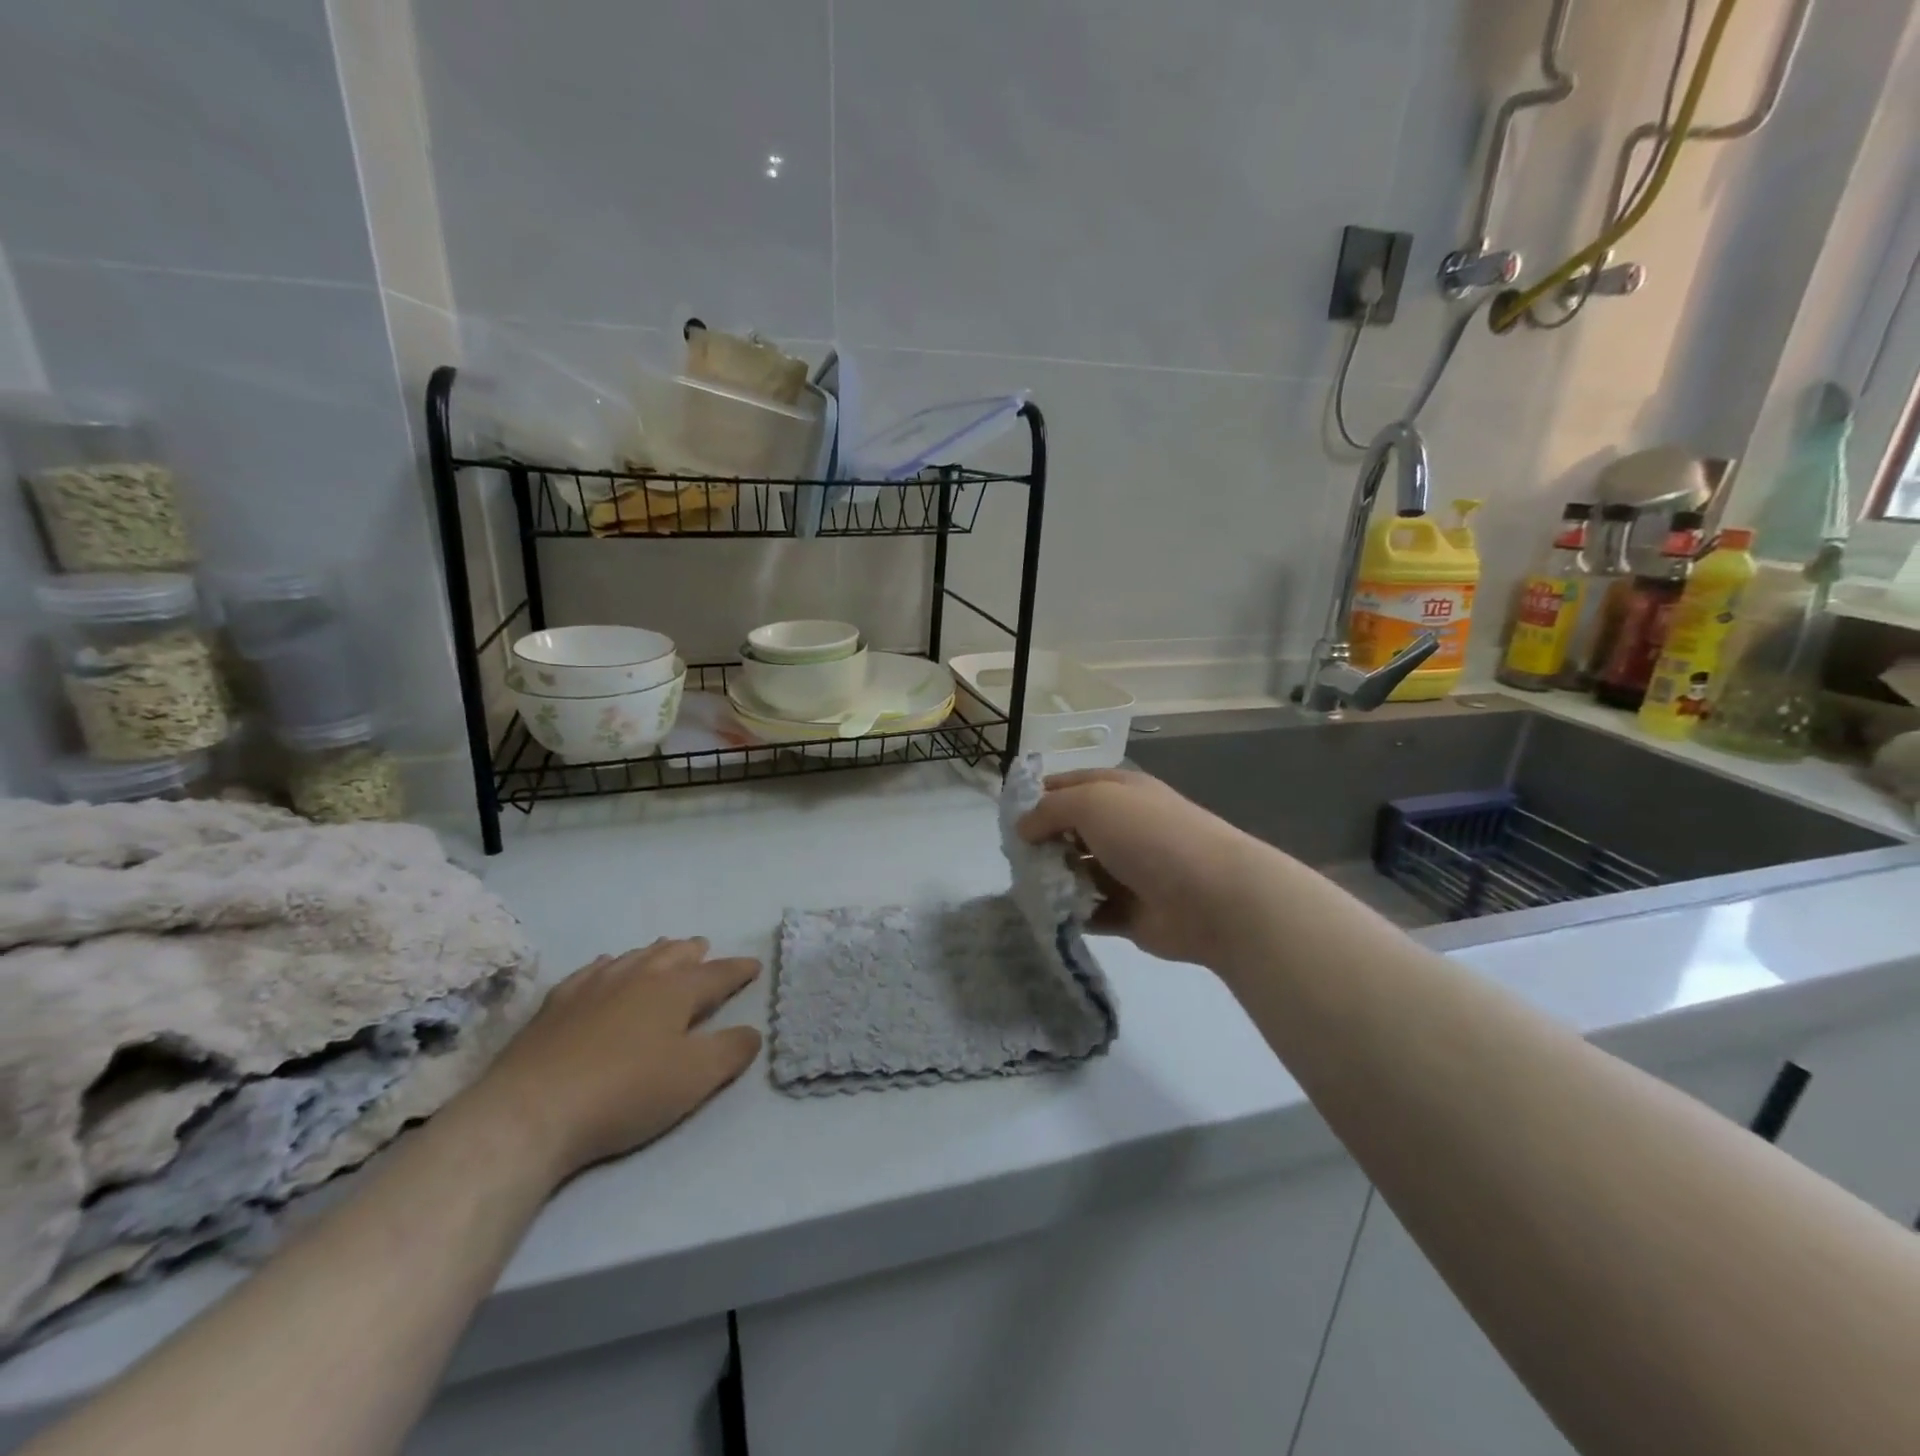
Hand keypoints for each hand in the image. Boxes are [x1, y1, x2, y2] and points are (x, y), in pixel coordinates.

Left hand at [467, 938, 761, 1182]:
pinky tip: (606, 968)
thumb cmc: (625, 1092)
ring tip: (664, 950)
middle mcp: (638, 977)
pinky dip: (609, 965)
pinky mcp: (556, 1004)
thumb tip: (752, 1031)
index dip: (738, 970)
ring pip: (634, 957)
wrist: (530, 1111)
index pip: (716, 974)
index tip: (753, 966)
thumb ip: (730, 1051)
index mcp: (675, 991)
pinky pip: (592, 970)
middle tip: (704, 948)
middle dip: (694, 952)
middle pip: (673, 955)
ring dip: (655, 953)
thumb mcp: (694, 1078)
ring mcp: (593, 986)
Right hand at [1018, 768, 1270, 967]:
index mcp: (1119, 791)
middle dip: (1041, 842)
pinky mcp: (1129, 912)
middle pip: (1070, 830)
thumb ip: (1049, 810)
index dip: (1037, 796)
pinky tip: (1049, 915)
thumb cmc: (1149, 836)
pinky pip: (1089, 910)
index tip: (1008, 816)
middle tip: (1015, 858)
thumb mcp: (1092, 802)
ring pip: (1077, 872)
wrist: (1213, 897)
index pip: (1069, 785)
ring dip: (1053, 879)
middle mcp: (1123, 827)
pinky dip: (1069, 913)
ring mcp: (1128, 871)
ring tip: (1029, 889)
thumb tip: (1023, 827)